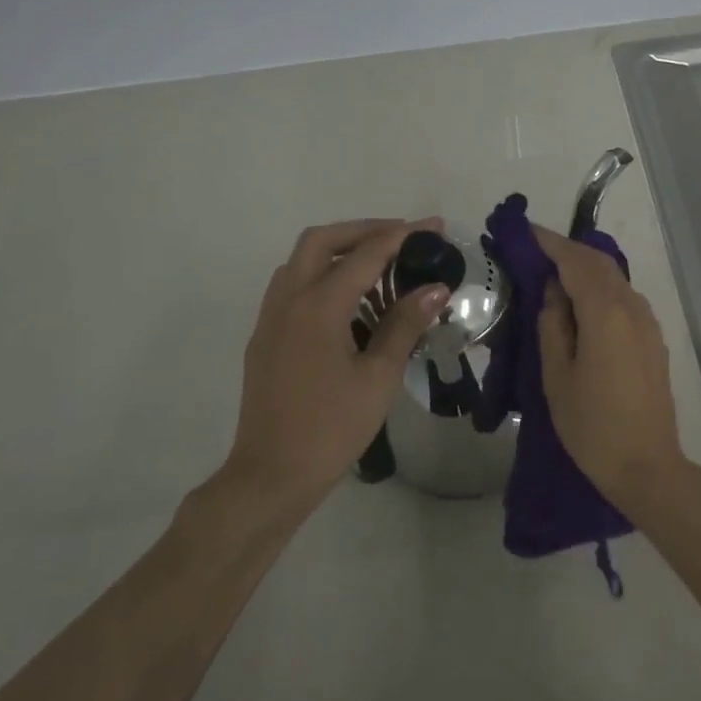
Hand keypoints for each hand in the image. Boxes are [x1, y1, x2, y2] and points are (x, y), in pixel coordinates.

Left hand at [211, 218, 449, 514]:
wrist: (273, 473)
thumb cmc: (332, 428)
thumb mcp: (378, 377)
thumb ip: (404, 325)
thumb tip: (435, 288)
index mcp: (318, 307)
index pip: (365, 255)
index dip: (402, 237)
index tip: (433, 227)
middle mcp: (288, 300)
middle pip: (321, 241)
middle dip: (363, 231)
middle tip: (401, 238)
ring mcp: (270, 318)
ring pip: (301, 262)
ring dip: (339, 251)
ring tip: (379, 267)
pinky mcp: (265, 337)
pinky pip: (292, 287)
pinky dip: (322, 276)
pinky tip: (349, 303)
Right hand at [534, 225, 689, 508]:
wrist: (646, 465)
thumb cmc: (592, 425)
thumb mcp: (557, 375)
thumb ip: (553, 325)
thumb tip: (554, 291)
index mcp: (606, 313)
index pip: (576, 261)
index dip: (550, 242)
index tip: (524, 231)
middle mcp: (633, 308)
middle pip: (599, 264)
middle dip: (567, 251)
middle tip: (534, 251)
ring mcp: (648, 323)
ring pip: (615, 279)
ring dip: (585, 269)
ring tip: (553, 274)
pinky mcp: (653, 340)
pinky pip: (624, 299)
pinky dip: (600, 289)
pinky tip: (581, 303)